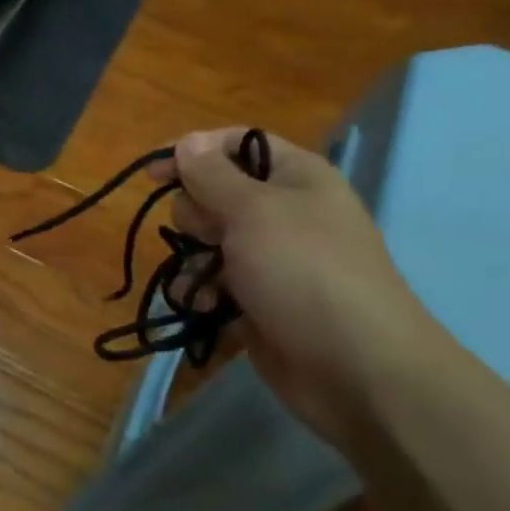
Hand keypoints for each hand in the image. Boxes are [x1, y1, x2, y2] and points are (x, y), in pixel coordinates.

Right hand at [150, 129, 454, 451]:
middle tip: (212, 235)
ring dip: (193, 258)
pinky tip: (203, 307)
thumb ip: (212, 175)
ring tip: (203, 280)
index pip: (236, 144)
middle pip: (214, 193)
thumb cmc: (304, 272)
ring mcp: (271, 259)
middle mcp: (283, 212)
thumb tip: (188, 141)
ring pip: (207, 241)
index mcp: (295, 177)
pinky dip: (201, 292)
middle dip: (196, 214)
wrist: (357, 369)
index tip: (152, 173)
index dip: (193, 151)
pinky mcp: (258, 300)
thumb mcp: (253, 211)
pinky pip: (212, 283)